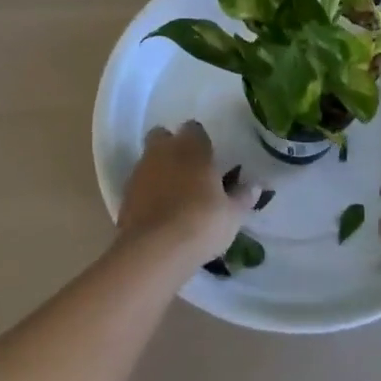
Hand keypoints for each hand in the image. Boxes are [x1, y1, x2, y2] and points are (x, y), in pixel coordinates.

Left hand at [118, 121, 257, 265]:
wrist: (156, 251)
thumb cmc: (202, 222)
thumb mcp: (232, 214)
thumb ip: (242, 197)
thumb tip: (256, 186)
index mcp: (191, 146)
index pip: (194, 128)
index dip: (200, 141)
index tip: (208, 158)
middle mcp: (162, 151)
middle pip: (162, 137)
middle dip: (171, 148)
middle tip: (187, 170)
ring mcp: (140, 173)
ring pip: (148, 161)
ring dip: (158, 172)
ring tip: (173, 196)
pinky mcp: (124, 197)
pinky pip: (138, 187)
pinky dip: (146, 195)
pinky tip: (158, 214)